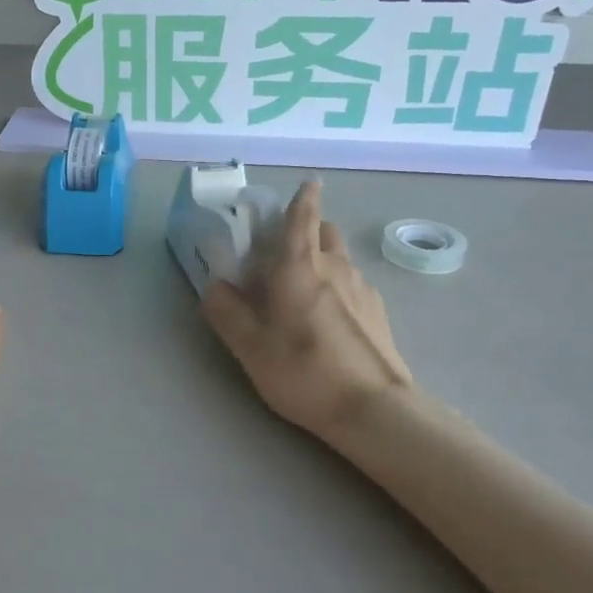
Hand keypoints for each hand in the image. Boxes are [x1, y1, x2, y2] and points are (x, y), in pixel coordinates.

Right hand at [202, 180, 414, 442]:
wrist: (373, 409)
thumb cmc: (303, 371)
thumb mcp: (250, 346)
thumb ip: (226, 312)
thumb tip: (214, 286)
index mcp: (299, 266)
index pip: (302, 217)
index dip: (304, 197)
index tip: (309, 183)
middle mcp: (335, 267)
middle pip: (326, 232)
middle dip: (309, 230)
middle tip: (285, 252)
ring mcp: (362, 289)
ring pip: (341, 259)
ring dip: (324, 260)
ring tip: (304, 291)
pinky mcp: (379, 313)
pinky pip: (354, 285)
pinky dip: (339, 288)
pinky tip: (330, 320)